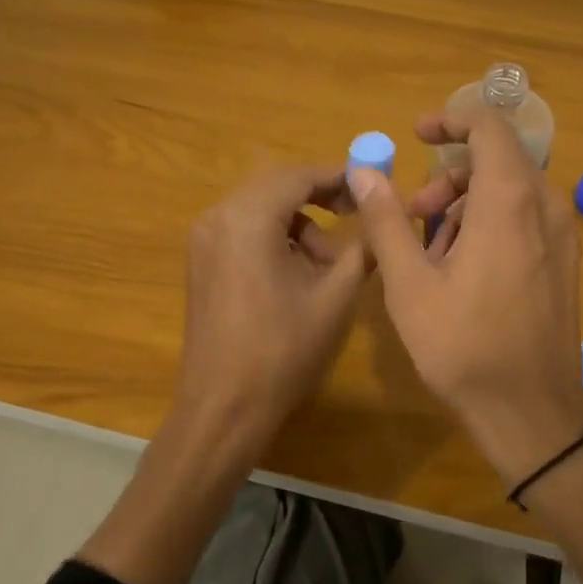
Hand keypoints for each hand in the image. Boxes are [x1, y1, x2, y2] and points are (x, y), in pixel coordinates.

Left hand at [170, 165, 367, 464]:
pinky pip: (244, 231)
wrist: (224, 407)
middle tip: (355, 217)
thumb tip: (381, 221)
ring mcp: (203, 241)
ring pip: (261, 210)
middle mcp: (218, 217)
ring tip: (329, 263)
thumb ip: (361, 249)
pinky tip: (298, 274)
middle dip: (319, 198)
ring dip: (299, 224)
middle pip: (277, 187)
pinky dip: (276, 239)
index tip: (371, 187)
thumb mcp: (335, 297)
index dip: (339, 177)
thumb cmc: (283, 350)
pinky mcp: (201, 263)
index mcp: (247, 218)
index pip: (299, 176)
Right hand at [350, 107, 582, 482]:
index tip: (416, 135)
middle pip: (496, 160)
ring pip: (511, 191)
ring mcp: (563, 235)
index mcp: (510, 201)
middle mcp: (547, 206)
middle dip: (448, 177)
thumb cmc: (465, 346)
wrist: (531, 413)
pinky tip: (463, 271)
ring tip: (432, 252)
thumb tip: (365, 171)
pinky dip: (490, 224)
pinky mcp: (565, 262)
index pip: (489, 126)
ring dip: (466, 204)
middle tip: (413, 214)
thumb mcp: (410, 284)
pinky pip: (526, 219)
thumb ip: (386, 220)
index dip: (450, 119)